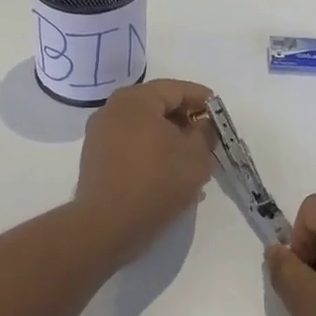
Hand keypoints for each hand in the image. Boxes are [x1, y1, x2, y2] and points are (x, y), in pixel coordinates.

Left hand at [76, 78, 216, 259]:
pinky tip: (169, 173)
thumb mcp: (195, 156)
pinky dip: (152, 152)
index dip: (202, 99)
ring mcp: (100, 135)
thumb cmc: (156, 182)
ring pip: (144, 127)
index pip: (175, 89)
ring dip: (169, 139)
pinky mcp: (96, 159)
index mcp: (135, 100)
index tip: (219, 114)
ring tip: (192, 159)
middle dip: (185, 121)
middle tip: (207, 138)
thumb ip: (205, 132)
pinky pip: (131, 145)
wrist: (107, 226)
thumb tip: (203, 124)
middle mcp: (112, 110)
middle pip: (158, 106)